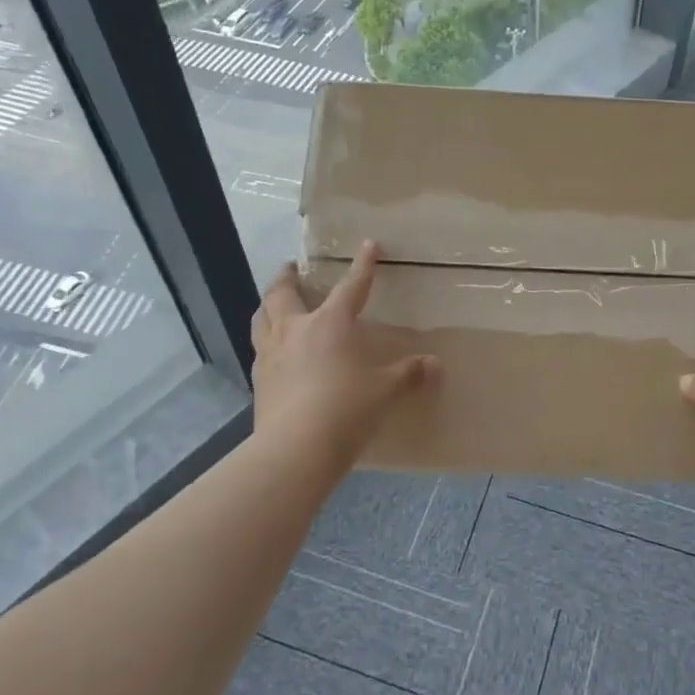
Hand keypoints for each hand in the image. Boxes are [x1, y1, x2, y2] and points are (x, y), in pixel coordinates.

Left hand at [250, 240, 436, 466]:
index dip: (362, 265)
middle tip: (292, 267)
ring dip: (268, 304)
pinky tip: (273, 350)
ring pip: (262, 317)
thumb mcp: (384, 391)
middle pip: (283, 293)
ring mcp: (271, 354)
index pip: (351, 286)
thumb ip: (408, 374)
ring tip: (274, 302)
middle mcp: (296, 330)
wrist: (294, 449)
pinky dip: (265, 340)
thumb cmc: (345, 409)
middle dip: (288, 277)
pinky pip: (259, 349)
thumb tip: (436, 365)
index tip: (368, 244)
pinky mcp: (258, 381)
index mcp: (330, 323)